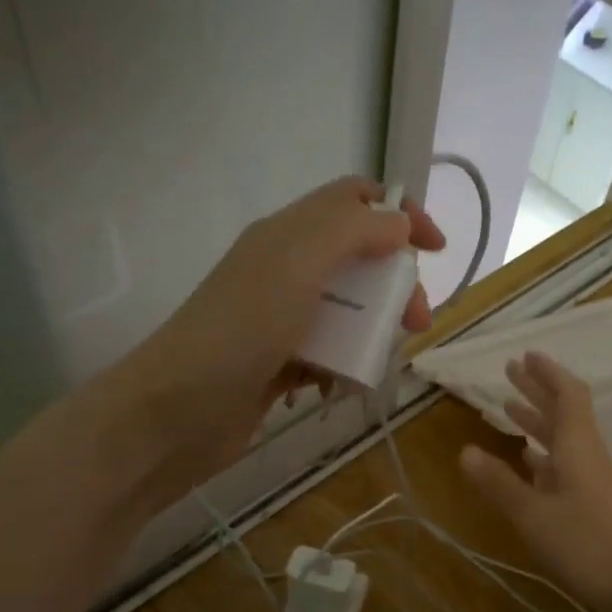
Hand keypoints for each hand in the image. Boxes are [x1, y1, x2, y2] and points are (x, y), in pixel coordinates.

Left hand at [116, 177, 444, 503]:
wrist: (176, 412)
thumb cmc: (241, 330)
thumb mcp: (299, 262)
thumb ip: (354, 230)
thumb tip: (399, 221)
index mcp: (289, 233)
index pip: (354, 200)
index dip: (401, 213)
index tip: (436, 251)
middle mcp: (285, 267)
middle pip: (360, 259)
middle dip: (395, 285)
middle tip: (415, 322)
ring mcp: (280, 316)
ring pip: (348, 310)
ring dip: (371, 331)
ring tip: (376, 363)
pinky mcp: (278, 361)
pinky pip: (328, 352)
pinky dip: (341, 366)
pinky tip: (336, 388)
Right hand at [458, 352, 611, 611]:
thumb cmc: (585, 543)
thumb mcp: (533, 514)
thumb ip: (499, 483)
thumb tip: (465, 450)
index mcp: (577, 446)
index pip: (567, 395)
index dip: (547, 373)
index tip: (525, 355)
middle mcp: (586, 454)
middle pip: (563, 411)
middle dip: (536, 390)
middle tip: (510, 371)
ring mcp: (590, 480)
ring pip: (562, 438)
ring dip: (537, 420)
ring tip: (508, 408)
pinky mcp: (591, 502)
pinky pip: (563, 464)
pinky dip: (542, 454)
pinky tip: (526, 459)